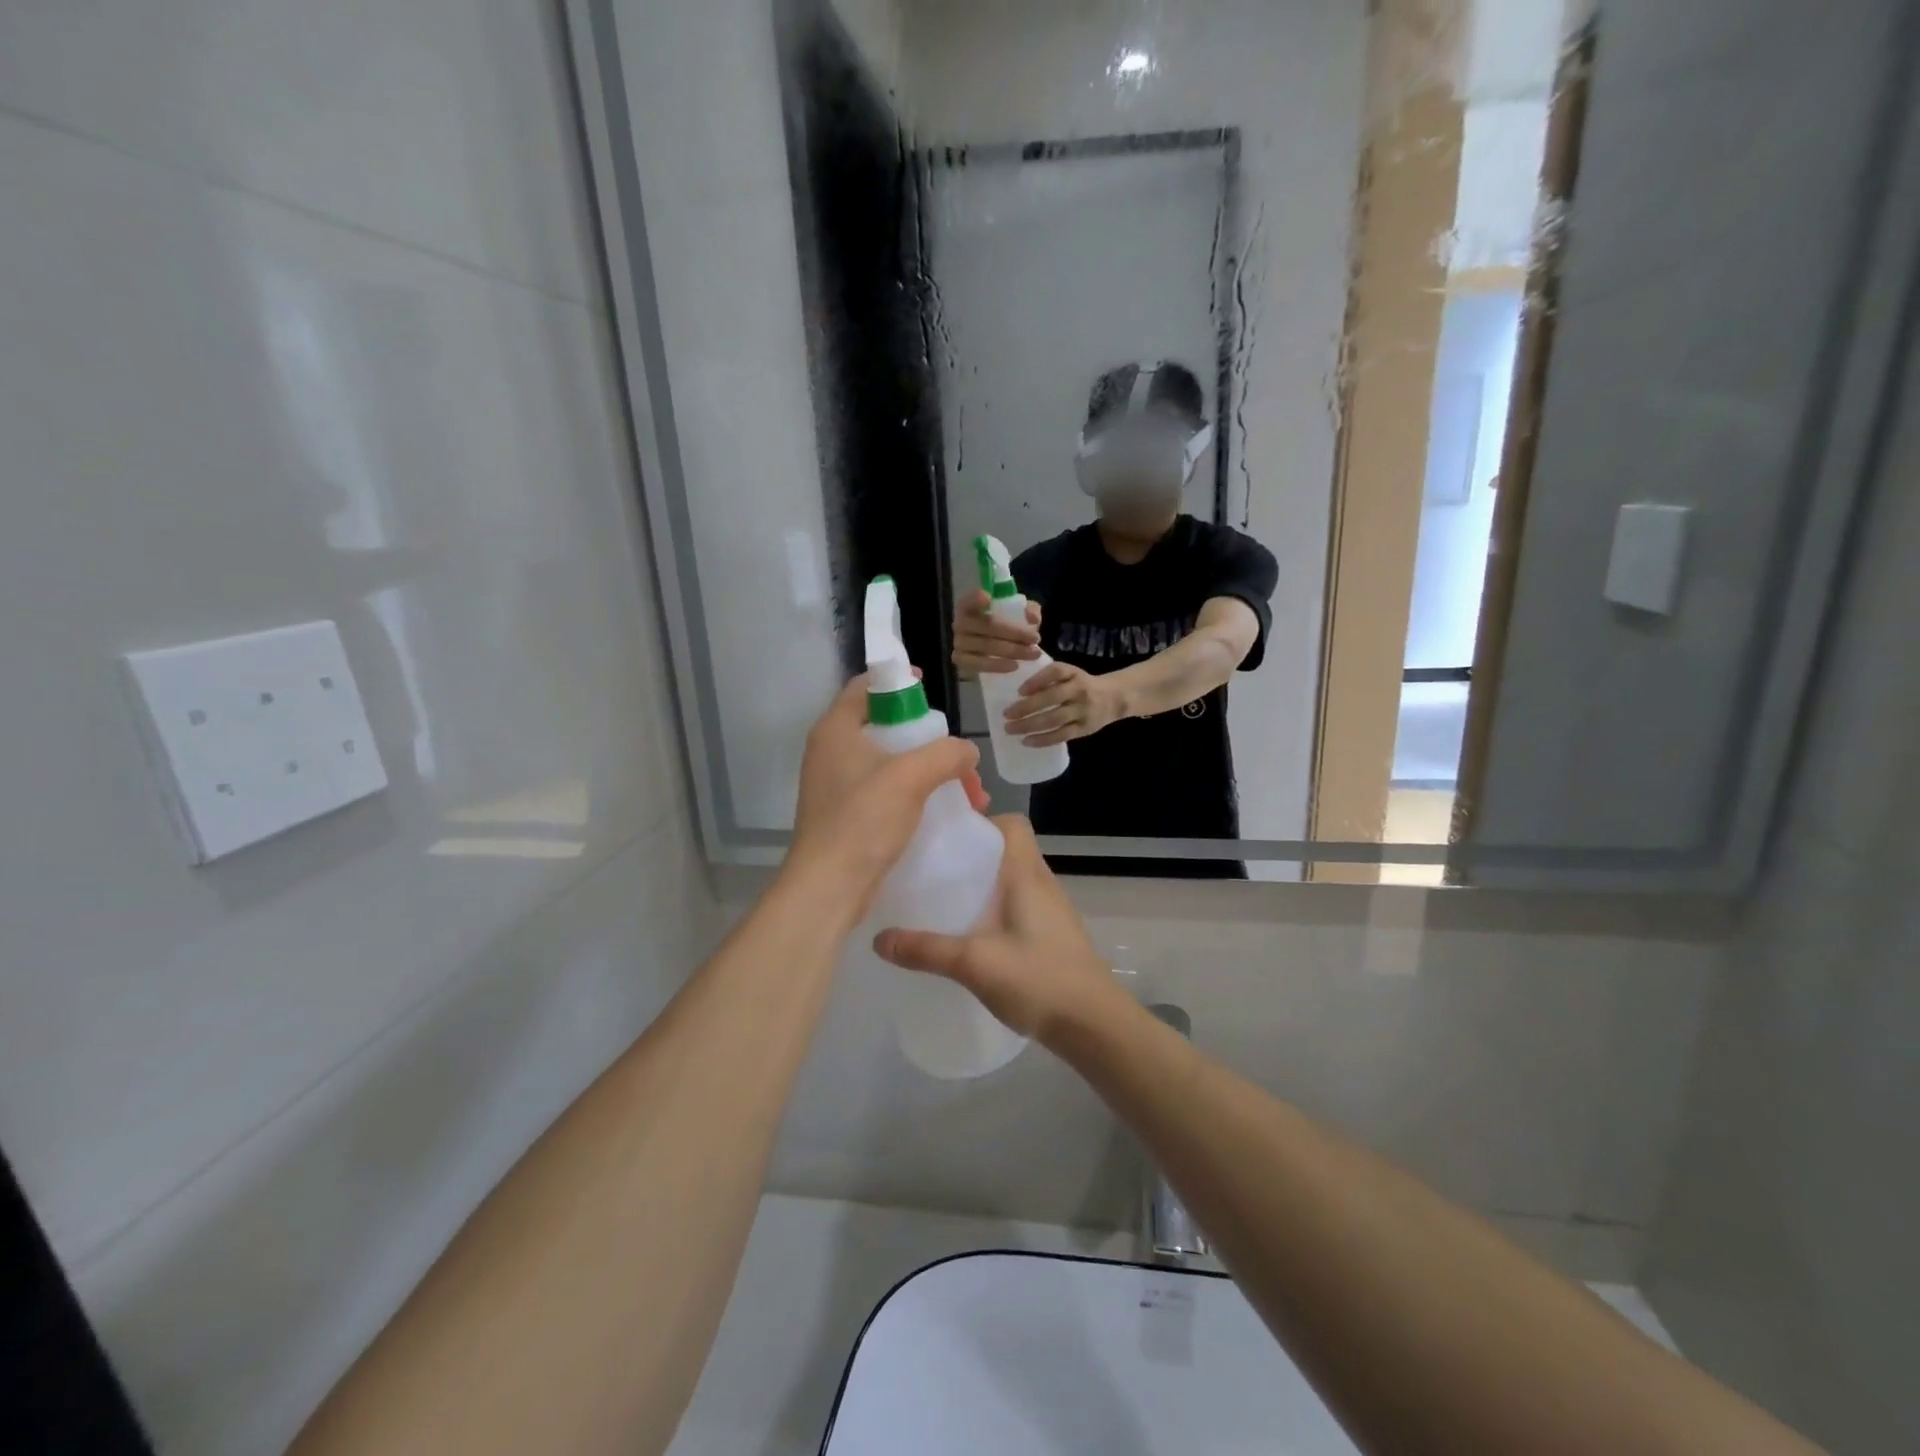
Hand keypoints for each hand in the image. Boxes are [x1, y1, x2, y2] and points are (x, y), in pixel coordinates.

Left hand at [789, 677, 987, 918]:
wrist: (829, 887)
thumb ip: (946, 754)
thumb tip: (967, 752)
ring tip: (966, 794)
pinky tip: (942, 812)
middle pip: (884, 726)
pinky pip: (886, 791)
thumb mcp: (911, 777)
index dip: (899, 682)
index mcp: (836, 729)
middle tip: (957, 757)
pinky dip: (915, 794)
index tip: (931, 692)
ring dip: (929, 772)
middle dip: (929, 740)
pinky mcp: (846, 814)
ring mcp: (837, 785)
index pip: (865, 686)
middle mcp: (832, 751)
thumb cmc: (863, 821)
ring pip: (890, 763)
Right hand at [874, 817, 1124, 1044]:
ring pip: (1013, 880)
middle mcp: (1042, 883)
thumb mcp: (975, 963)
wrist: (1094, 1024)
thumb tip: (878, 940)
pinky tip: (972, 934)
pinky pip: (1019, 905)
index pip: (1012, 825)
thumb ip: (927, 950)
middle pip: (1008, 850)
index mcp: (1027, 875)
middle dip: (972, 855)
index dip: (982, 822)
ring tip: (945, 899)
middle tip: (933, 869)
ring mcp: (1051, 910)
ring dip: (983, 884)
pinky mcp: (1052, 935)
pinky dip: (995, 909)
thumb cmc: (1039, 979)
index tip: (947, 838)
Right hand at [951, 588, 1040, 676]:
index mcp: (970, 605)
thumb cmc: (1005, 625)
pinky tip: (1015, 666)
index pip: (969, 600)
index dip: (976, 599)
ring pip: (986, 646)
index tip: (989, 599)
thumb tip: (1032, 618)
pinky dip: (998, 665)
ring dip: (1012, 650)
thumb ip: (1029, 610)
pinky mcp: (961, 660)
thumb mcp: (1018, 613)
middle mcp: (960, 622)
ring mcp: (958, 642)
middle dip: (1015, 633)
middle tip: (1036, 638)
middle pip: (987, 626)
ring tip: (1033, 654)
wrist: (994, 649)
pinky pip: (979, 664)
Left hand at [1004, 662, 1125, 746]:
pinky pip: (1061, 735)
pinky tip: (1027, 741)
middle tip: (1006, 714)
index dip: (1037, 681)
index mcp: (1074, 674)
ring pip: (1054, 719)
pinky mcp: (1083, 729)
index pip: (1055, 673)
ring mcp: (1082, 711)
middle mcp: (1079, 691)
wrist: (1114, 698)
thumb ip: (1049, 678)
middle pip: (1051, 698)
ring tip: (1010, 729)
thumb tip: (1019, 690)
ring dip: (1030, 725)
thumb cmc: (1082, 684)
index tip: (1019, 691)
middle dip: (1026, 707)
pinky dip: (1043, 739)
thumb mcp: (1070, 674)